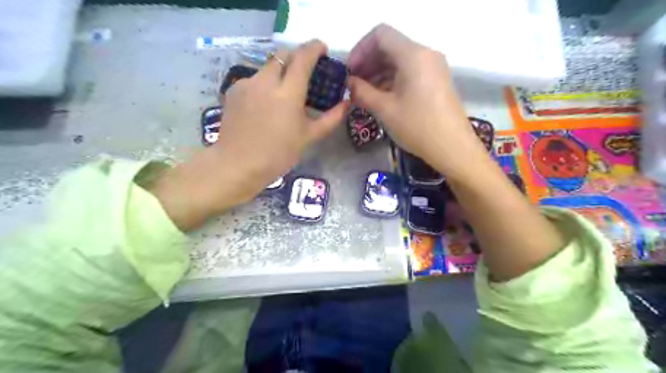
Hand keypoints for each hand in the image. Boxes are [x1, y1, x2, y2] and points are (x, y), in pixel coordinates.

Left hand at [151, 38, 345, 229]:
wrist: (237, 165)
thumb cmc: (278, 154)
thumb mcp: (309, 137)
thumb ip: (331, 118)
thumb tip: (346, 103)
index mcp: (288, 93)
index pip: (303, 57)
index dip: (315, 47)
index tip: (323, 48)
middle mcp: (266, 81)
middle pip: (284, 54)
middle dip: (297, 56)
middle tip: (306, 70)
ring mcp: (247, 84)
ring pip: (268, 66)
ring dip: (281, 71)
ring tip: (285, 91)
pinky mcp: (234, 90)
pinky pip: (254, 79)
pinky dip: (265, 84)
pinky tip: (266, 103)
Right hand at [349, 25, 484, 178]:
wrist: (452, 148)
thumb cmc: (417, 127)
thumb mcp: (385, 109)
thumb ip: (362, 92)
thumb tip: (349, 84)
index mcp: (413, 55)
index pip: (380, 35)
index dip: (360, 50)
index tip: (349, 72)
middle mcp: (425, 54)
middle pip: (390, 47)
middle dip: (368, 63)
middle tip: (353, 85)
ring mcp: (433, 67)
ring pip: (399, 60)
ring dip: (378, 73)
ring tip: (363, 94)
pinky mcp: (435, 81)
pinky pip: (409, 72)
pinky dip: (391, 81)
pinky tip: (380, 97)